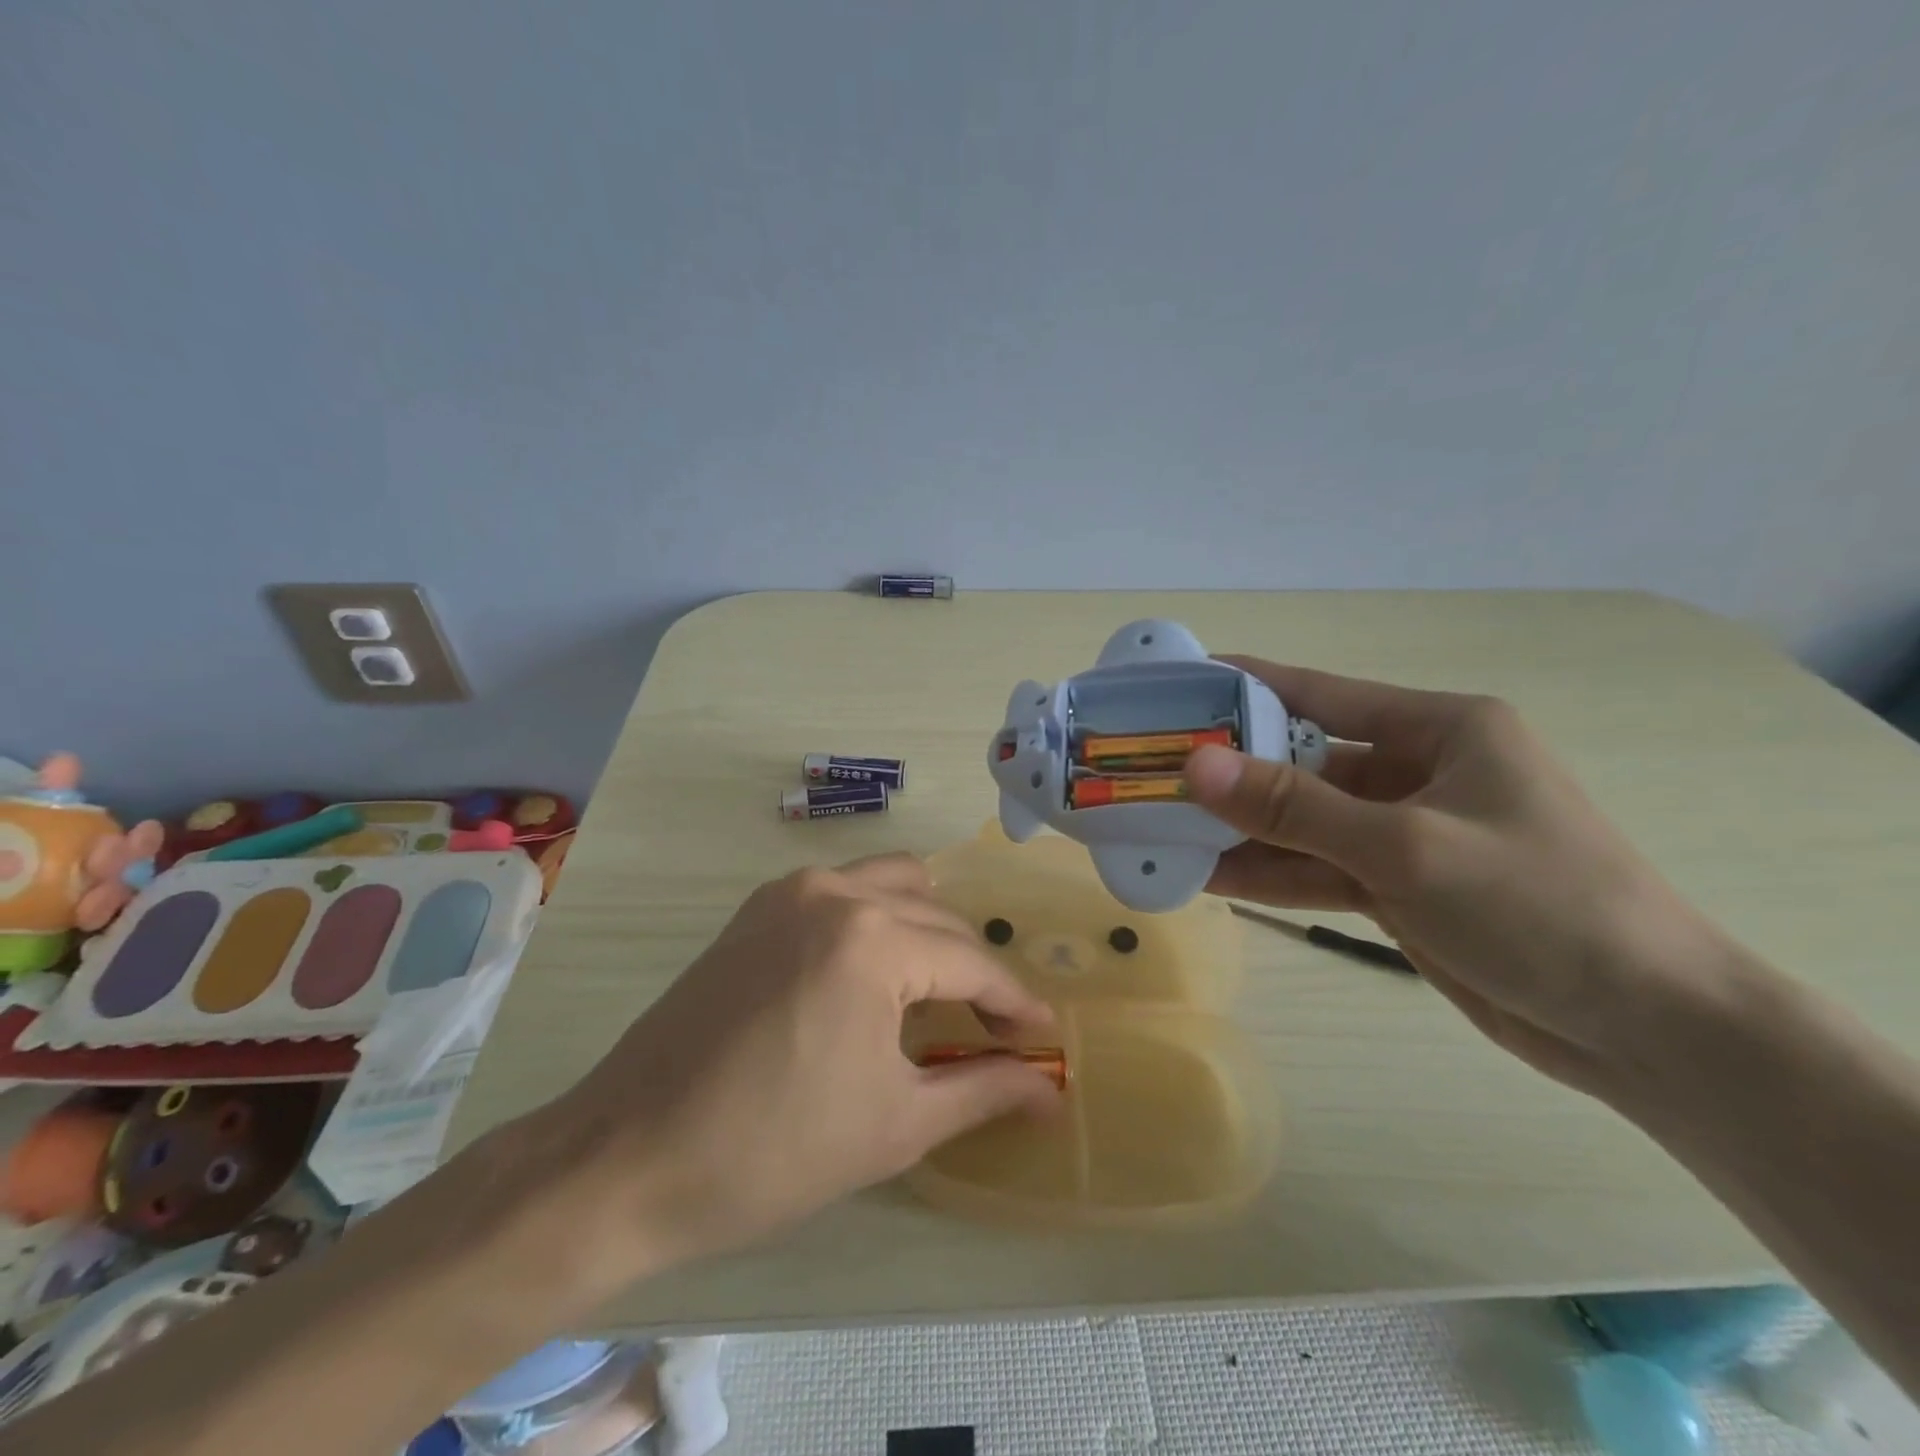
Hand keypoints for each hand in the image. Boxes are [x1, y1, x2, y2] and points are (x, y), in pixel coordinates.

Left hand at [552, 854, 1059, 1267]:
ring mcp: (791, 891)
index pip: (972, 963)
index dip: (1015, 1004)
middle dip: (976, 973)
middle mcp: (836, 892)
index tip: (1044, 1037)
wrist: (627, 1158)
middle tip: (996, 1031)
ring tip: (939, 992)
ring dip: (930, 930)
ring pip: (894, 884)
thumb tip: (1052, 1091)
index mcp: (872, 940)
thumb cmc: (771, 1152)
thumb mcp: (895, 1125)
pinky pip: (845, 889)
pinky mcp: (759, 906)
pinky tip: (877, 970)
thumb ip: (984, 1091)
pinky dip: (879, 916)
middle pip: (938, 920)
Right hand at [1183, 660, 1736, 1101]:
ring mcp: (1409, 832)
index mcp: (1441, 729)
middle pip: (1306, 762)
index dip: (1247, 687)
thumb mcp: (1405, 847)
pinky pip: (1322, 867)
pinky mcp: (1402, 885)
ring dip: (1246, 831)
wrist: (1650, 1030)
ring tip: (1168, 831)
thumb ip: (1293, 806)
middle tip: (1157, 775)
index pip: (1322, 693)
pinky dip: (1274, 874)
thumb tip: (1197, 765)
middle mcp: (1421, 770)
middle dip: (1235, 773)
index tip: (1180, 686)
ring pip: (1307, 822)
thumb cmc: (1539, 906)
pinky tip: (1213, 877)